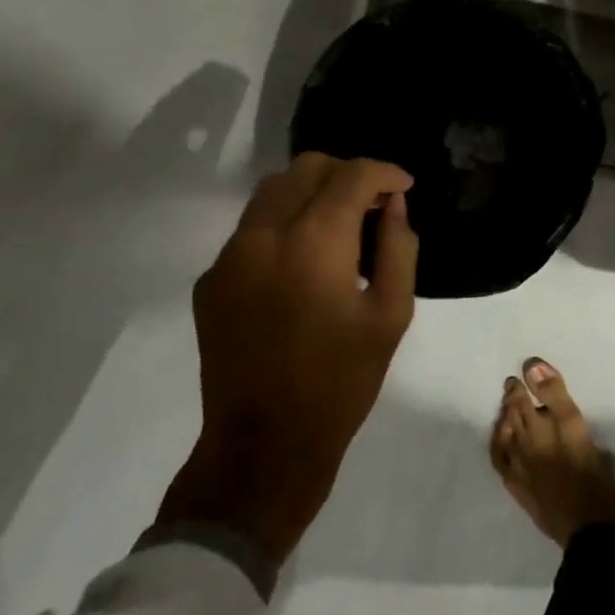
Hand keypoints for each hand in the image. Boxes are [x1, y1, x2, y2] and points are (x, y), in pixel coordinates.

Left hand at [156, 153, 418, 569]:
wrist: (264, 446)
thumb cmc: (341, 382)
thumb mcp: (391, 315)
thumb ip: (398, 248)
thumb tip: (393, 207)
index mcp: (313, 245)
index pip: (350, 176)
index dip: (384, 173)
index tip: (404, 187)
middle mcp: (263, 236)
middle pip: (306, 168)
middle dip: (346, 173)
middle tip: (374, 203)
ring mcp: (229, 257)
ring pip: (272, 191)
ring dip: (312, 191)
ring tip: (341, 223)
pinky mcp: (210, 280)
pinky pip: (251, 228)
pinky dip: (284, 223)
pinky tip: (304, 261)